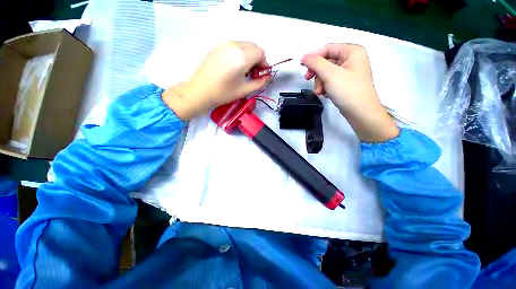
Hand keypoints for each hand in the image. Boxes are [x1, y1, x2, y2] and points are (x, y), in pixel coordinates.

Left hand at [162, 41, 270, 119]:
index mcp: (242, 56)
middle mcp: (233, 45)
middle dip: (257, 59)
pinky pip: (234, 46)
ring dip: (249, 55)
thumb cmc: (224, 93)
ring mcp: (223, 44)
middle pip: (253, 46)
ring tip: (244, 71)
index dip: (264, 63)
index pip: (260, 52)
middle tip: (254, 73)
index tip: (261, 74)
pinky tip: (234, 67)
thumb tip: (268, 76)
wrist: (199, 91)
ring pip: (244, 45)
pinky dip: (239, 54)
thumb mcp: (245, 90)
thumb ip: (260, 82)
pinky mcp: (217, 47)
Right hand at [301, 44, 398, 141]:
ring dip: (320, 82)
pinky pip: (330, 81)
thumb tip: (304, 56)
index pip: (327, 48)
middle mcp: (351, 59)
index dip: (313, 56)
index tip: (301, 65)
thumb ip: (316, 63)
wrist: (361, 113)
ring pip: (326, 73)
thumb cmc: (347, 91)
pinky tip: (325, 94)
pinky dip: (325, 87)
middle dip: (317, 73)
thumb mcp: (330, 74)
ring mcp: (349, 72)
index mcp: (352, 51)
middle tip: (308, 80)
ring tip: (320, 93)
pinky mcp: (345, 83)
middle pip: (326, 61)